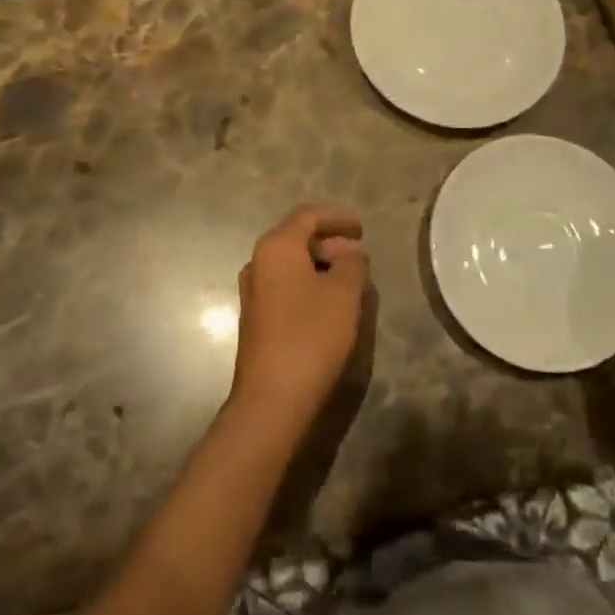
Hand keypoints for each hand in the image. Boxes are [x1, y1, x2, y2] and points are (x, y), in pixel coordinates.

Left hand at [228, 205, 367, 432]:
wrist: (271, 399)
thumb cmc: (310, 335)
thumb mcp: (343, 294)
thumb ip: (352, 264)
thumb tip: (350, 254)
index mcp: (276, 247)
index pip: (308, 216)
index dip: (337, 217)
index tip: (362, 227)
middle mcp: (258, 262)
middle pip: (297, 237)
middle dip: (330, 241)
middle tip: (359, 253)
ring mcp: (253, 291)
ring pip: (291, 263)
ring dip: (320, 263)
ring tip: (349, 276)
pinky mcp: (256, 317)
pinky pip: (286, 284)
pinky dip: (308, 282)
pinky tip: (329, 300)